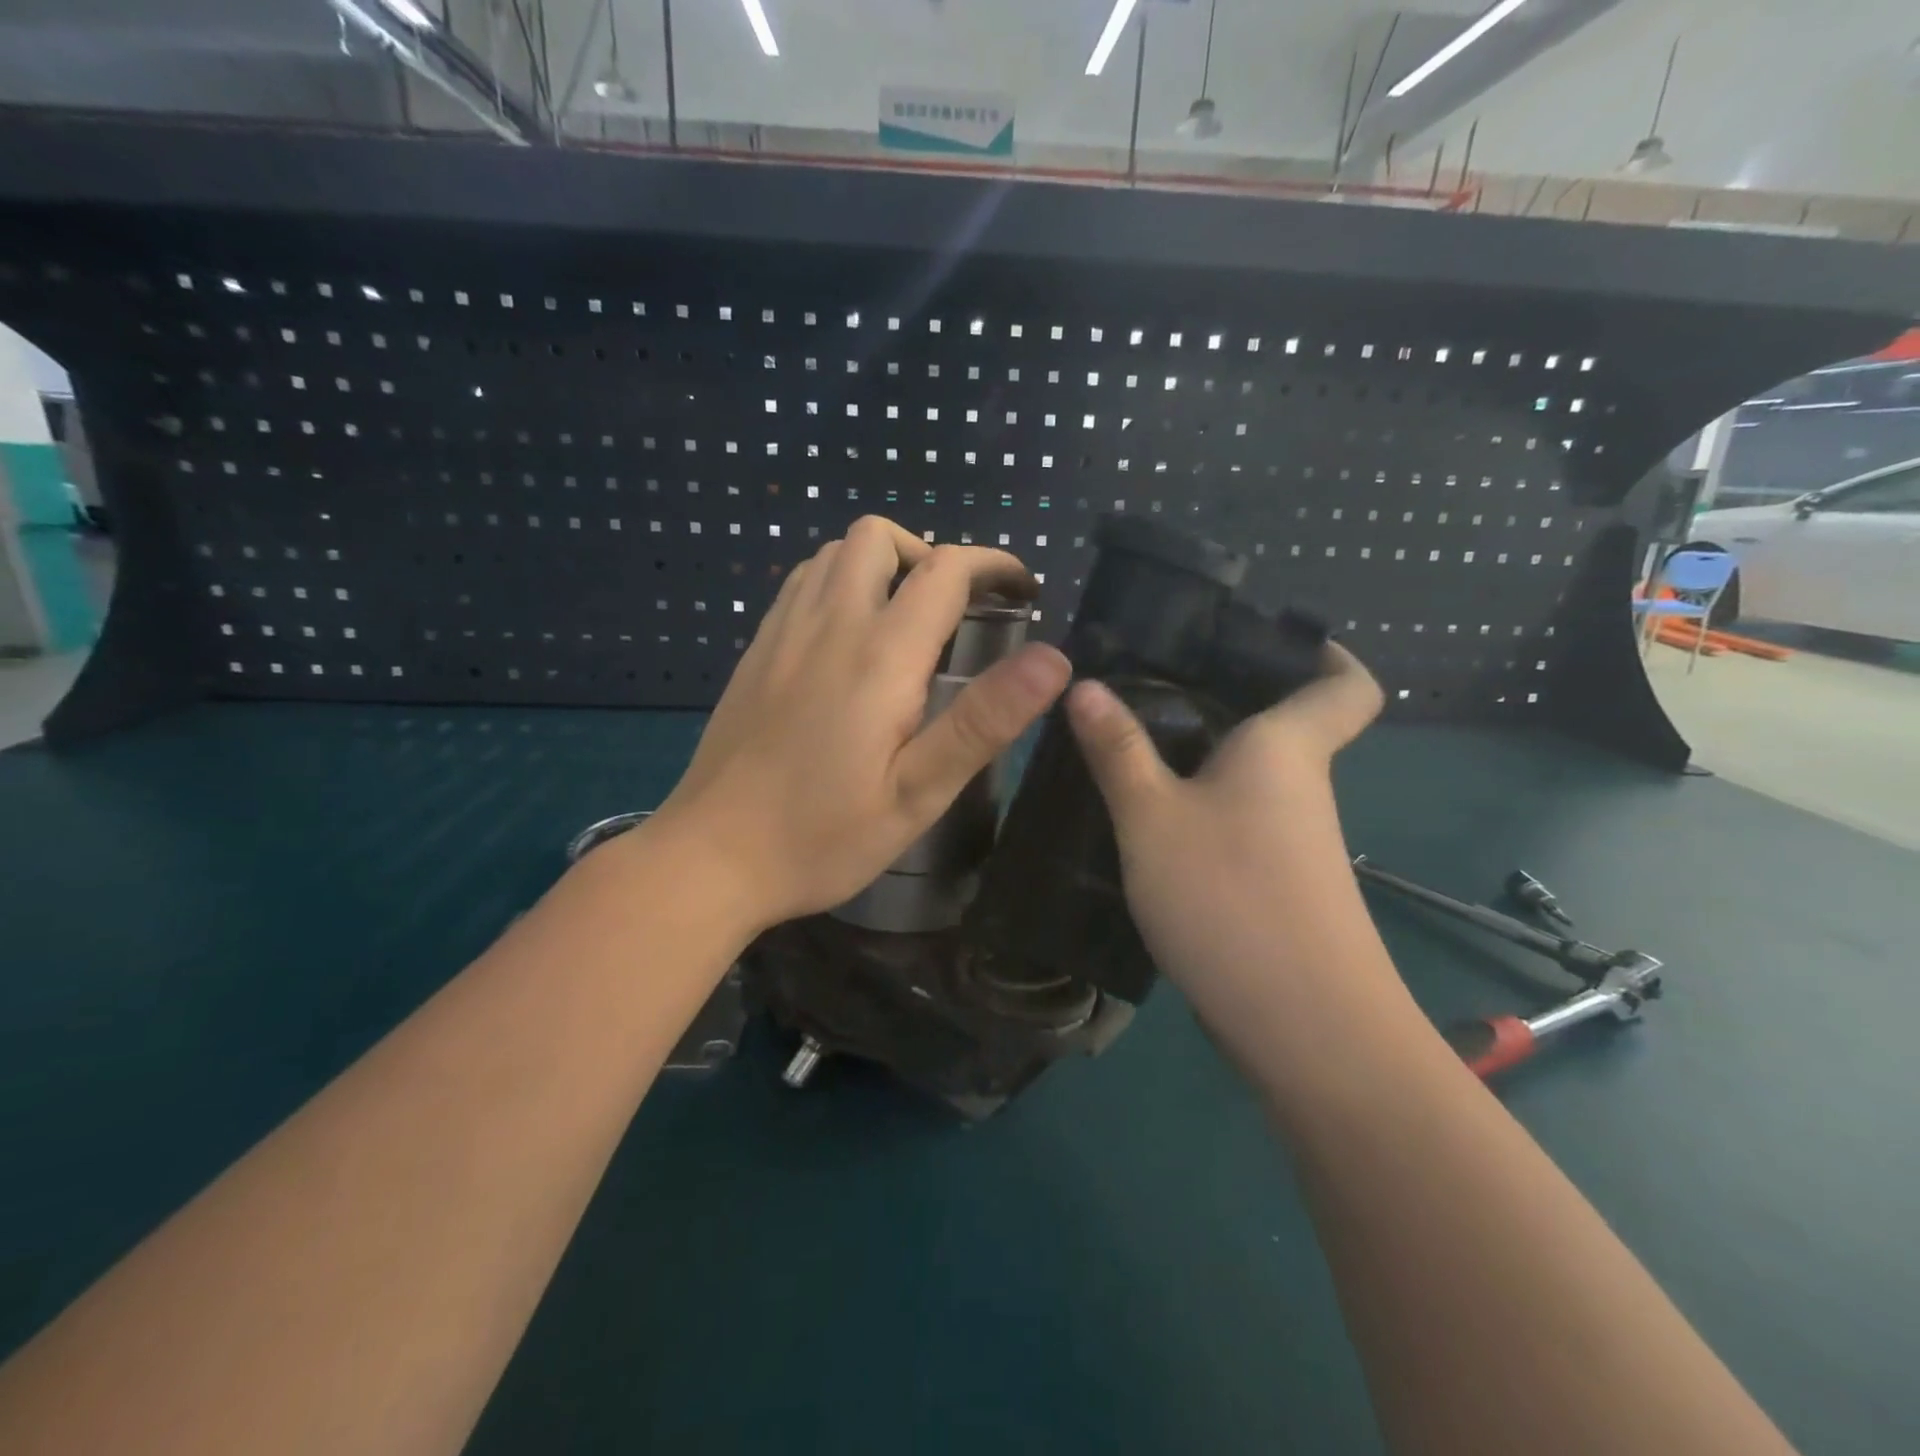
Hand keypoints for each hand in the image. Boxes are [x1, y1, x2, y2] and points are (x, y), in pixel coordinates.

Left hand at [648, 516, 1071, 932]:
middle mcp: (828, 624)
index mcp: (879, 656)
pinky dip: (840, 581)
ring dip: (884, 564)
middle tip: (958, 610)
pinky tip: (850, 636)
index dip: (993, 566)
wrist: (711, 858)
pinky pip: (802, 582)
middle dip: (931, 555)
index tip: (1022, 590)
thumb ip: (984, 721)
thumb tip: (1053, 659)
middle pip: (880, 537)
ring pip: (835, 552)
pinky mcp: (755, 650)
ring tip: (909, 618)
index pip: (945, 570)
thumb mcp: (918, 793)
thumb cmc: (823, 836)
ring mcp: (782, 632)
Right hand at [1064, 644, 1386, 1028]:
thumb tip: (1085, 686)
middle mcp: (1301, 787)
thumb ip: (1118, 750)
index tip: (1263, 639)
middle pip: (1281, 725)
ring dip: (1200, 758)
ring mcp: (1293, 843)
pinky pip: (1238, 822)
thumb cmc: (1230, 897)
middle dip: (1223, 699)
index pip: (1346, 683)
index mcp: (1288, 749)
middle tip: (1146, 681)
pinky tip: (1145, 819)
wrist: (1305, 1029)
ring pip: (1251, 777)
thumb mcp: (1152, 818)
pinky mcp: (1276, 885)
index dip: (1324, 653)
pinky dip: (1199, 808)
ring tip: (1127, 743)